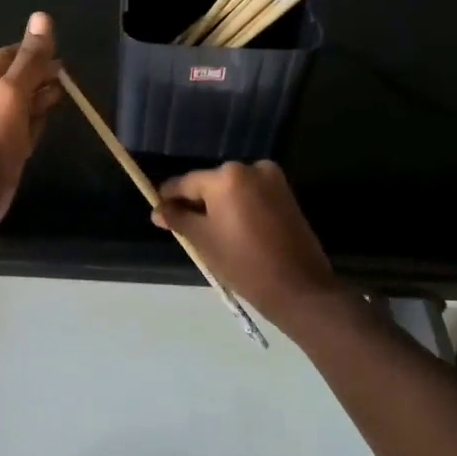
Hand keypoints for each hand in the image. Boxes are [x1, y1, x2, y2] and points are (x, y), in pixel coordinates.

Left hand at [0, 12, 60, 229]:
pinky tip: (43, 126)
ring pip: (19, 105)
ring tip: (60, 97)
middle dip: (38, 75)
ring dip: (38, 98)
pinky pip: (20, 129)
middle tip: (64, 77)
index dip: (30, 50)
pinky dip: (33, 123)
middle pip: (15, 80)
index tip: (54, 52)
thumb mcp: (15, 91)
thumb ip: (30, 58)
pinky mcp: (1, 149)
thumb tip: (41, 17)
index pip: (8, 56)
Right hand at [152, 160, 339, 322]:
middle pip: (210, 183)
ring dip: (218, 205)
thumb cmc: (243, 263)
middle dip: (196, 202)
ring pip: (232, 189)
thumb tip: (158, 210)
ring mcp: (272, 180)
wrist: (298, 287)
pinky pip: (251, 195)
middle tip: (183, 228)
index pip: (186, 182)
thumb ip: (177, 219)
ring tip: (207, 232)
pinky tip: (232, 230)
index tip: (158, 212)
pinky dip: (238, 207)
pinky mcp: (286, 194)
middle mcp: (250, 168)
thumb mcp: (203, 240)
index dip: (169, 197)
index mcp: (226, 177)